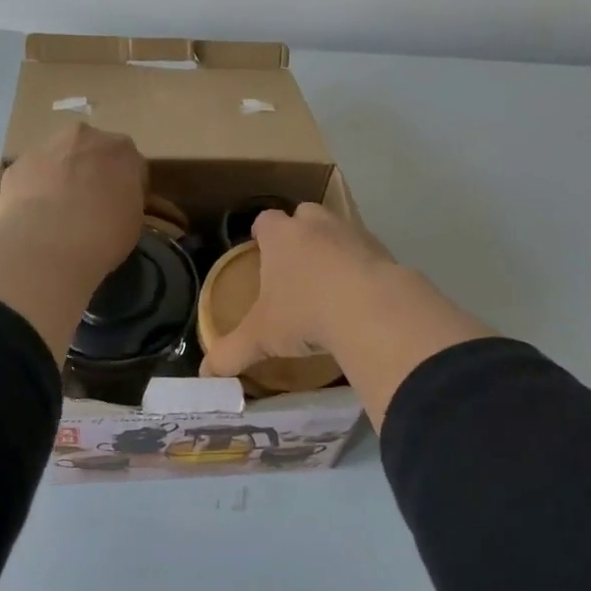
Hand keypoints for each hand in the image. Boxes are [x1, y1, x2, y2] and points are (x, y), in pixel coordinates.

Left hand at [0, 122, 146, 281]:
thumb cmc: (104, 235)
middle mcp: (86, 137)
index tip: (122, 206)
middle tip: (92, 205)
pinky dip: (36, 189)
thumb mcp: (134, 221)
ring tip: (61, 212)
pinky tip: (37, 216)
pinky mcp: (18, 164)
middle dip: (94, 172)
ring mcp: (47, 146)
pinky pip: (34, 174)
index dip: (128, 186)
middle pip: (94, 151)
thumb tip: (118, 203)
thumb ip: (128, 201)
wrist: (48, 245)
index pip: (132, 164)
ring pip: (61, 158)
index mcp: (122, 150)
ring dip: (64, 176)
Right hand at [201, 204, 394, 377]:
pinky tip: (359, 297)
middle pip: (304, 216)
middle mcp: (316, 225)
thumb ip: (231, 353)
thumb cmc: (304, 314)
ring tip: (329, 283)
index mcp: (281, 236)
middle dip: (299, 233)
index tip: (260, 247)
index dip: (261, 233)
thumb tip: (206, 374)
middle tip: (295, 265)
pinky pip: (368, 254)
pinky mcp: (385, 251)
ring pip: (339, 231)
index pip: (265, 220)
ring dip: (333, 249)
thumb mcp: (261, 338)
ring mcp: (354, 234)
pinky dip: (362, 269)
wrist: (371, 310)